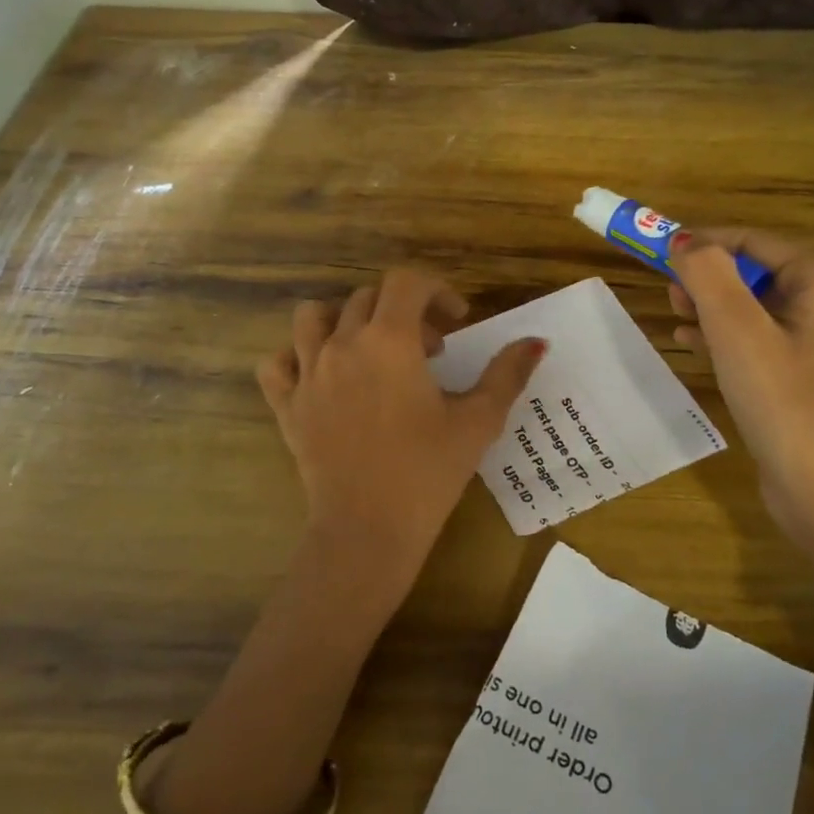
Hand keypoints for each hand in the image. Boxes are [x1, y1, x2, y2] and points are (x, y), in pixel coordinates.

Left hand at [257, 269, 544, 600]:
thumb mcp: (478, 421)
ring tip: (370, 348)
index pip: (407, 282)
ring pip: (313, 317)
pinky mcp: (287, 405)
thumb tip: (536, 342)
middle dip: (404, 312)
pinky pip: (277, 363)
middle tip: (431, 351)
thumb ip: (507, 374)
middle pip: (368, 298)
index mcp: (389, 341)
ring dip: (344, 320)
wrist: (368, 531)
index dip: (436, 291)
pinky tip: (321, 376)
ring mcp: (308, 373)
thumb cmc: (428, 473)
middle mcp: (343, 344)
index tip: (456, 322)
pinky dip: (295, 358)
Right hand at [669, 228, 813, 551]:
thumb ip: (707, 273)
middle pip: (756, 271)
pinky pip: (762, 335)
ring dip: (712, 306)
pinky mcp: (810, 370)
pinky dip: (727, 334)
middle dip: (708, 278)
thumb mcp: (735, 329)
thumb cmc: (780, 399)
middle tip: (667, 291)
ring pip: (756, 304)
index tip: (659, 250)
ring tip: (675, 315)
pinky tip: (690, 342)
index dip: (704, 242)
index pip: (754, 241)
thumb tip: (683, 241)